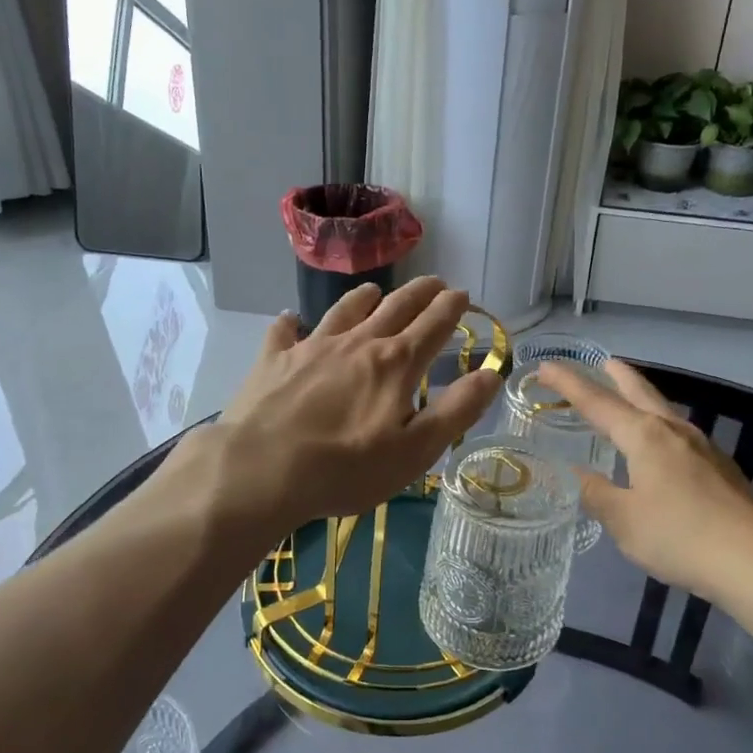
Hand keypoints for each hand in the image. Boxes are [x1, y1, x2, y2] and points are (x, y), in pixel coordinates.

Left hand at [214, 278, 501, 532]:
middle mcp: (357, 343)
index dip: (451, 308)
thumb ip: (457, 410)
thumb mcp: (415, 450)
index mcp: (395, 364)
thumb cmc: (346, 468)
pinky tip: (292, 319)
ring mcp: (312, 347)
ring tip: (375, 290)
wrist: (261, 470)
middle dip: (419, 293)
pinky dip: (292, 322)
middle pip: (395, 307)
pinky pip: (285, 331)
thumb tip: (492, 373)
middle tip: (435, 282)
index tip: (462, 294)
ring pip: (345, 310)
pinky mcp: (274, 360)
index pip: (433, 325)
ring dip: (365, 297)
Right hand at [536, 359, 752, 622]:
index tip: (546, 365)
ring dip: (642, 397)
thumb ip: (598, 494)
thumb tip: (579, 475)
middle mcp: (673, 431)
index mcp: (644, 436)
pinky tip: (661, 445)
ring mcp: (702, 447)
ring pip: (663, 410)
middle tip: (602, 362)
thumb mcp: (625, 522)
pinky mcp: (720, 467)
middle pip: (639, 392)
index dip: (569, 384)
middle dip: (617, 376)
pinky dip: (659, 424)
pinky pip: (679, 433)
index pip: (597, 402)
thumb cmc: (681, 537)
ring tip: (629, 396)